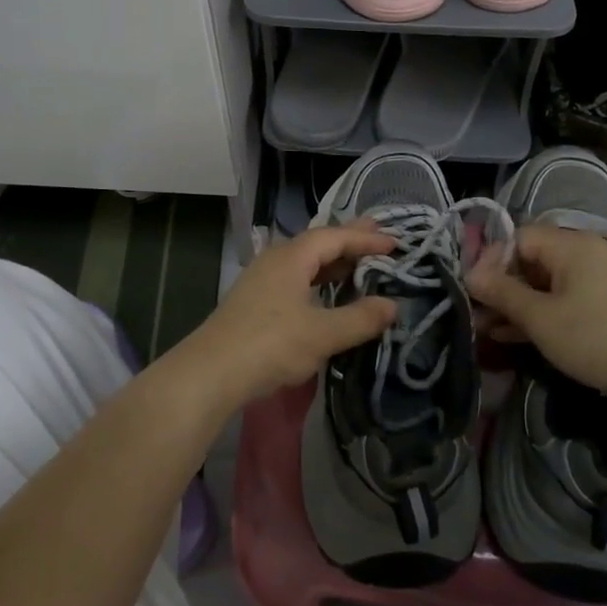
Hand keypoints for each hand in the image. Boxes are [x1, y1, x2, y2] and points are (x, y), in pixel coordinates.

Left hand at [180, 224, 397, 406]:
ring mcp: (262, 279)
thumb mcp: (322, 334)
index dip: (365, 238)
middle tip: (378, 233)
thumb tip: (392, 305)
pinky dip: (318, 278)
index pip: (334, 237)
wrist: (211, 372)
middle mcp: (276, 259)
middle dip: (349, 239)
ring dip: (333, 261)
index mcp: (291, 257)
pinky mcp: (256, 300)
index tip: (395, 243)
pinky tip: (326, 291)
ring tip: (358, 261)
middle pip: (318, 242)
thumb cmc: (270, 345)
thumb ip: (360, 318)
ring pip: (305, 261)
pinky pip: (296, 277)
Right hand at [465, 225, 606, 404]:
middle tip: (477, 314)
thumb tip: (470, 275)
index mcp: (570, 244)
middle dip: (501, 287)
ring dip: (517, 304)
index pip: (517, 238)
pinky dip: (541, 313)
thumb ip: (501, 292)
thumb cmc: (594, 337)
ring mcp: (600, 279)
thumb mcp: (539, 317)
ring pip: (547, 283)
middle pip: (531, 260)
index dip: (490, 262)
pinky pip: (565, 299)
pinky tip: (515, 335)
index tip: (472, 291)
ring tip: (488, 329)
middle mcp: (586, 253)